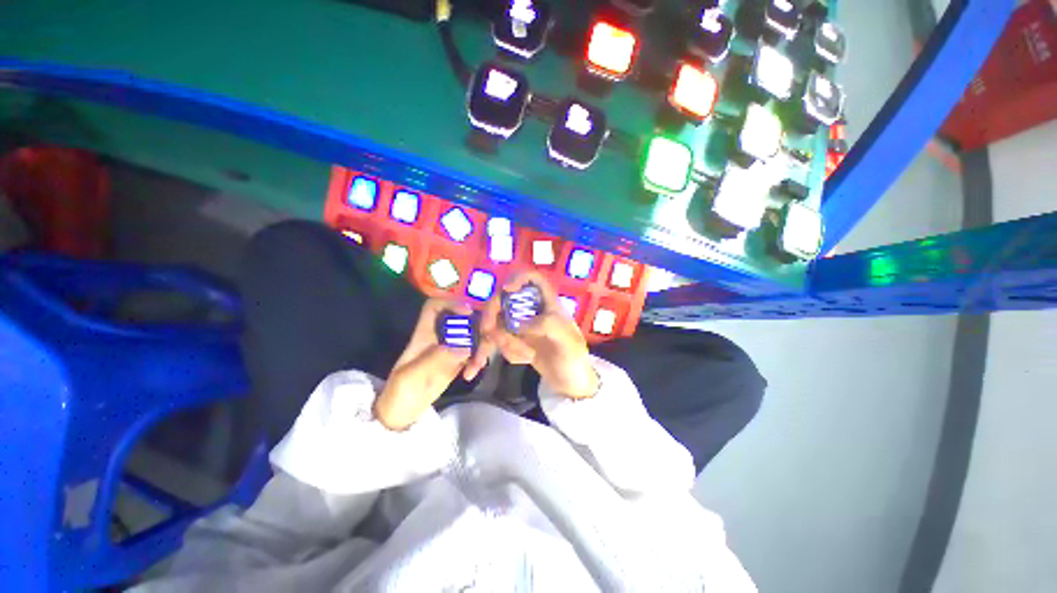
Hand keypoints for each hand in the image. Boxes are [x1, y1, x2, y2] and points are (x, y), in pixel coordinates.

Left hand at [374, 299, 472, 430]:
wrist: (402, 415)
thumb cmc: (400, 394)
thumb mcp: (412, 378)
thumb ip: (436, 360)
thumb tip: (465, 345)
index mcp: (424, 334)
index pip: (436, 307)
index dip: (452, 303)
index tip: (469, 313)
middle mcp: (440, 336)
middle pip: (463, 318)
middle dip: (478, 327)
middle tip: (487, 340)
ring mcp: (451, 348)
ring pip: (474, 335)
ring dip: (481, 347)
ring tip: (476, 366)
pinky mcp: (459, 360)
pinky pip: (476, 351)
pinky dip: (479, 360)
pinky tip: (472, 374)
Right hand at [473, 272, 599, 399]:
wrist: (569, 382)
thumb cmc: (573, 358)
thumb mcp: (567, 341)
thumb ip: (546, 326)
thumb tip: (517, 324)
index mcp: (548, 302)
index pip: (533, 278)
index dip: (518, 278)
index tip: (506, 290)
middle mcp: (531, 309)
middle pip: (504, 298)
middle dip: (493, 315)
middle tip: (488, 332)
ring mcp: (520, 324)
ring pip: (497, 322)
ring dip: (503, 341)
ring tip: (525, 357)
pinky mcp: (513, 340)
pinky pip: (497, 340)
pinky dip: (500, 352)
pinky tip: (518, 362)